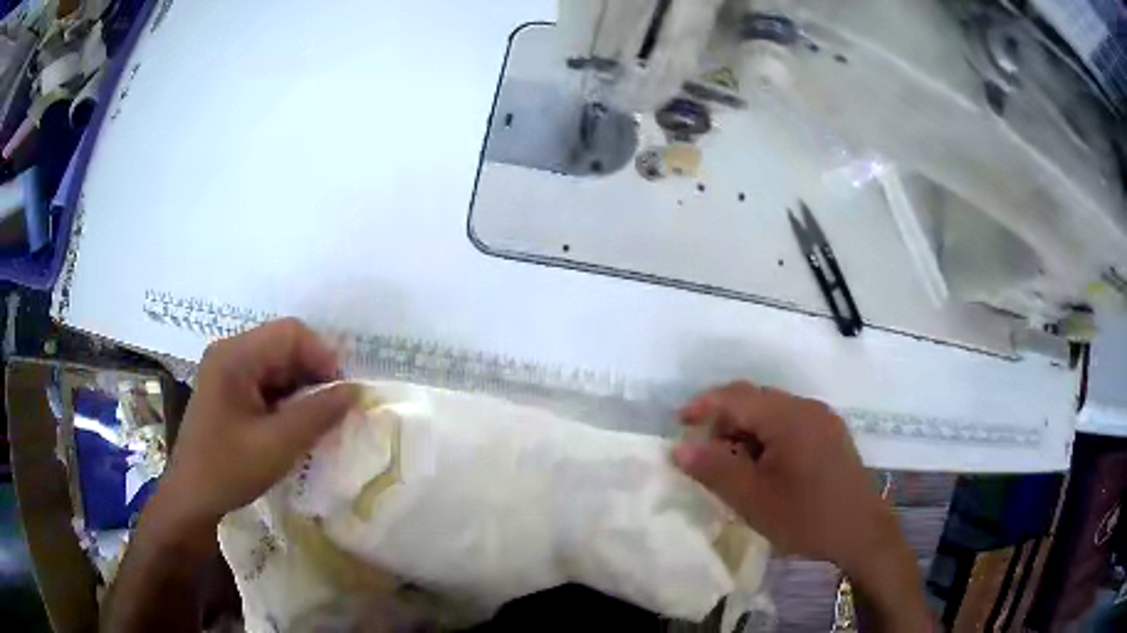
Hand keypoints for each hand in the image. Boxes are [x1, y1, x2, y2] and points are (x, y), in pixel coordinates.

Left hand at [158, 319, 357, 532]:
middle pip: (283, 346)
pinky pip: (265, 381)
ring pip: (277, 364)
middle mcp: (229, 353)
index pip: (290, 333)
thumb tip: (355, 390)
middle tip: (333, 412)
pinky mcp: (228, 389)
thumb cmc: (229, 470)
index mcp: (235, 356)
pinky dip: (286, 399)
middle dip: (313, 374)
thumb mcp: (278, 445)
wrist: (192, 499)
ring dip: (301, 389)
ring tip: (317, 422)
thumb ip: (318, 414)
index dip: (322, 356)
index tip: (342, 395)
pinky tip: (294, 426)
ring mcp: (226, 370)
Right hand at [672, 382, 928, 630]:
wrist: (862, 532)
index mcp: (789, 417)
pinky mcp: (830, 435)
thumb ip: (714, 469)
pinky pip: (790, 425)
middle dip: (724, 422)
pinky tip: (764, 469)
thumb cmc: (806, 517)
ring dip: (746, 432)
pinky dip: (767, 439)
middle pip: (755, 401)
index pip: (736, 397)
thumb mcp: (753, 499)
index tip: (678, 424)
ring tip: (734, 468)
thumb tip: (679, 447)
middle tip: (704, 455)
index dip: (703, 405)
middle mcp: (807, 408)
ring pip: (772, 413)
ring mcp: (822, 420)